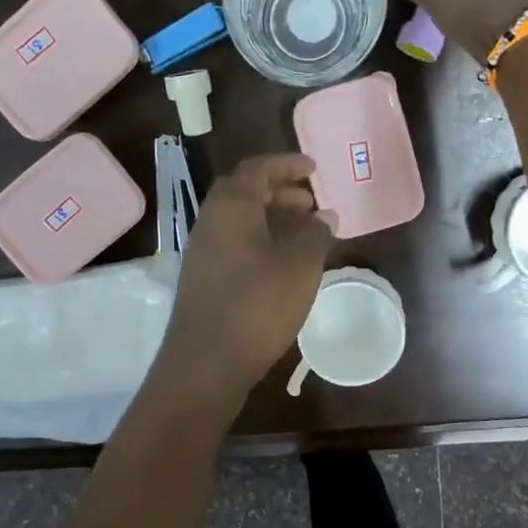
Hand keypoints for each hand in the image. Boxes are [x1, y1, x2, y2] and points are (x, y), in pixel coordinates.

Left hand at [150, 154, 334, 415]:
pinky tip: (284, 265)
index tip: (313, 169)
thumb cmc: (257, 305)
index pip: (258, 168)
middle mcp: (211, 221)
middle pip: (245, 193)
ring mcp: (203, 252)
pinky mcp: (204, 279)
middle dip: (280, 193)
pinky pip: (236, 245)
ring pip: (241, 221)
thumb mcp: (300, 266)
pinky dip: (262, 242)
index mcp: (231, 206)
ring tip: (305, 234)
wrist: (206, 363)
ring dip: (272, 219)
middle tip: (312, 203)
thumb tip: (324, 216)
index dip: (287, 165)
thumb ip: (316, 234)